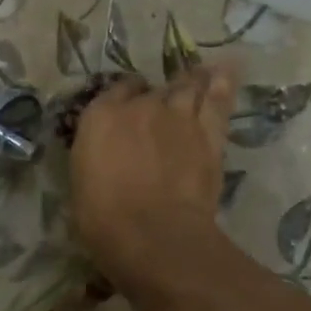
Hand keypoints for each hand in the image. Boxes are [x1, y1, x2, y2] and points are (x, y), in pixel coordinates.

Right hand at [71, 64, 238, 293]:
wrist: (154, 234)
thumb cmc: (103, 220)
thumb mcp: (83, 186)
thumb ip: (98, 160)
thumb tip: (108, 159)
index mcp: (100, 118)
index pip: (115, 93)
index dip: (125, 98)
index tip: (128, 107)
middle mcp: (141, 107)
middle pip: (153, 90)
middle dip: (158, 95)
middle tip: (163, 103)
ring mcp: (179, 118)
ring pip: (189, 87)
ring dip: (192, 82)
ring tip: (199, 76)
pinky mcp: (210, 136)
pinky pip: (218, 102)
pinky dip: (223, 87)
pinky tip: (226, 76)